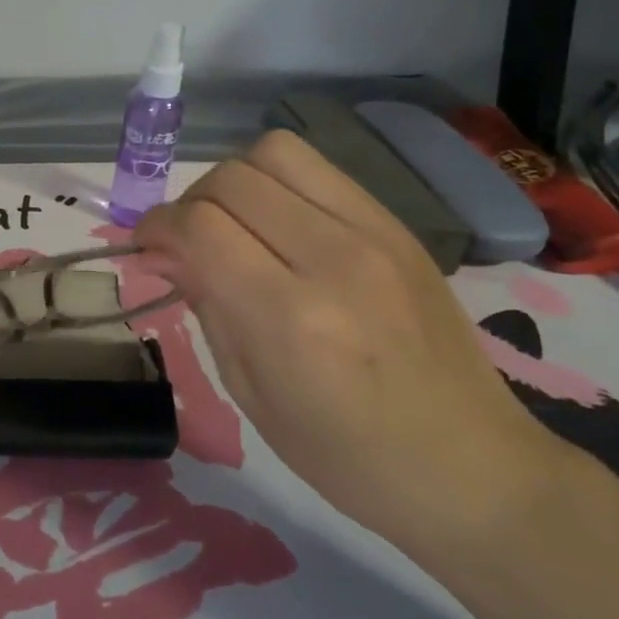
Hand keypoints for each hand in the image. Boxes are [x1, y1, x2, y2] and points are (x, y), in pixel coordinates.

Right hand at [135, 130, 565, 554]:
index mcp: (288, 317)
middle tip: (188, 241)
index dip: (157, 227)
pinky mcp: (399, 225)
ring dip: (235, 180)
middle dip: (189, 203)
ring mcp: (374, 233)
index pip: (198, 226)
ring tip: (235, 222)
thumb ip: (205, 305)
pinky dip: (280, 184)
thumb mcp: (250, 393)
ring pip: (275, 152)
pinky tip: (281, 224)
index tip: (147, 247)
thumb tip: (165, 252)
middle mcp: (332, 258)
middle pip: (230, 179)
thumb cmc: (345, 455)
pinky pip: (319, 170)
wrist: (471, 465)